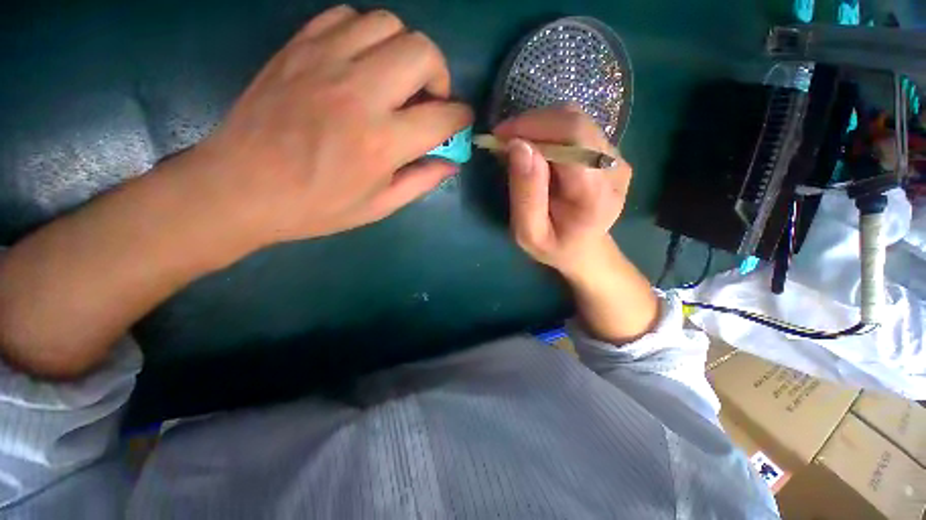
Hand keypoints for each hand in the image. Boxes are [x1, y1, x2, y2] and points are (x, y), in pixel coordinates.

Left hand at [190, 5, 472, 250]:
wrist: (241, 187)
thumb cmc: (317, 206)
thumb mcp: (380, 206)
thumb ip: (421, 181)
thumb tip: (450, 162)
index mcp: (382, 142)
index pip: (443, 117)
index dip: (461, 119)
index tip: (459, 124)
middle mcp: (360, 93)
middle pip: (423, 52)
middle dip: (439, 76)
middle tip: (428, 100)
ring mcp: (326, 62)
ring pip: (388, 25)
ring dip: (404, 51)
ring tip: (396, 80)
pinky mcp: (299, 48)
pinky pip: (347, 18)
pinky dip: (366, 36)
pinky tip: (362, 64)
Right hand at [494, 105, 631, 281]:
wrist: (584, 249)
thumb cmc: (554, 247)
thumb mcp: (529, 232)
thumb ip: (525, 193)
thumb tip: (517, 145)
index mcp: (595, 194)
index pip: (572, 137)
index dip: (533, 127)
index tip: (500, 137)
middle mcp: (614, 169)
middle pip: (574, 122)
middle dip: (532, 124)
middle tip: (503, 140)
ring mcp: (616, 158)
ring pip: (575, 120)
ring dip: (539, 127)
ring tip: (517, 147)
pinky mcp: (610, 154)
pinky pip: (577, 129)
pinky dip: (549, 132)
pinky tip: (536, 152)